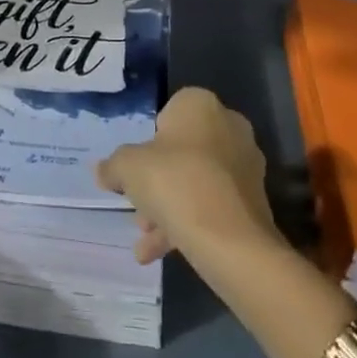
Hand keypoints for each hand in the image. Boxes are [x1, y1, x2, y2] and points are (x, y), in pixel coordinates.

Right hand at [95, 87, 280, 265]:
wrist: (231, 240)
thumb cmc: (175, 183)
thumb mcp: (127, 168)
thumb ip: (113, 166)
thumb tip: (102, 171)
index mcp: (201, 105)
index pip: (168, 113)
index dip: (148, 141)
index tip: (136, 168)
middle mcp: (229, 127)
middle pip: (183, 151)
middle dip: (158, 181)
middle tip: (138, 207)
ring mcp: (245, 165)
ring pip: (197, 181)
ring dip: (169, 207)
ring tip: (144, 238)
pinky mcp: (253, 202)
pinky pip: (212, 206)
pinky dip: (188, 224)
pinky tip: (158, 252)